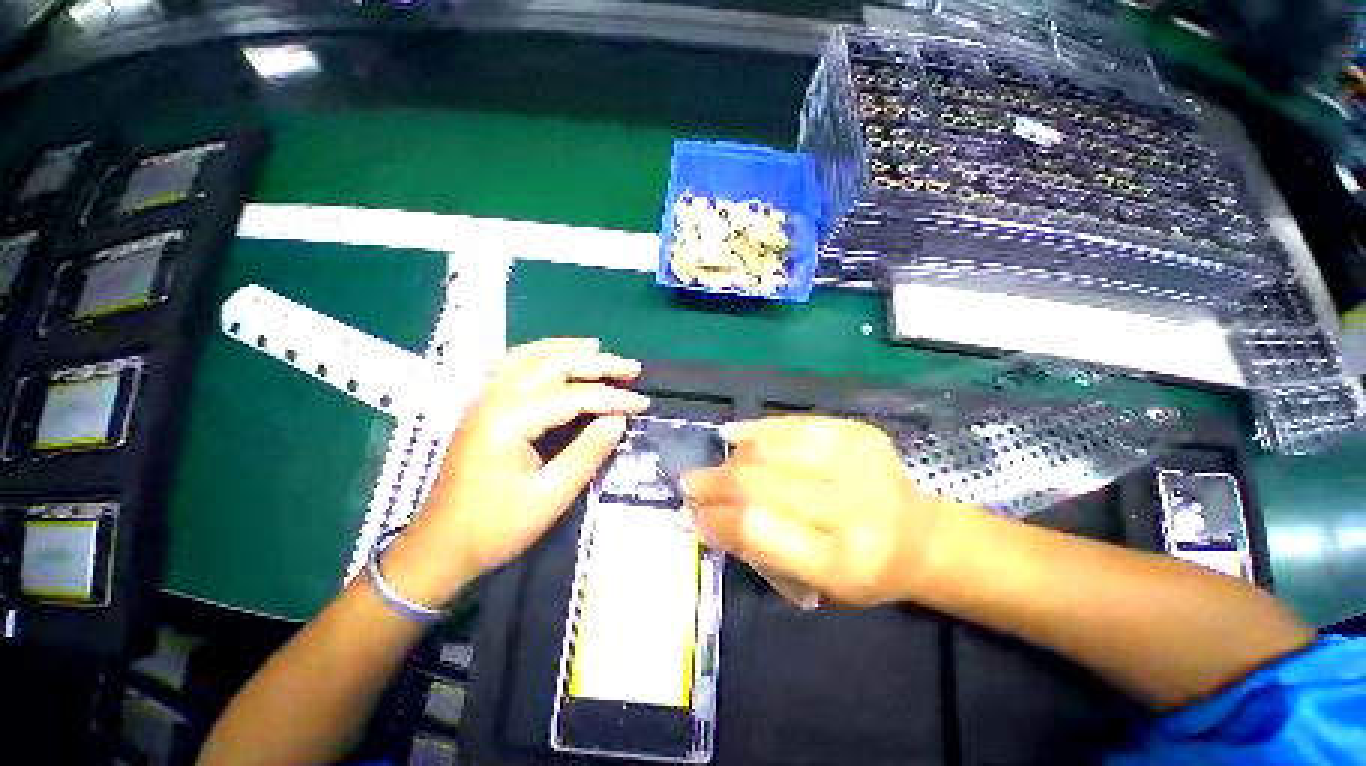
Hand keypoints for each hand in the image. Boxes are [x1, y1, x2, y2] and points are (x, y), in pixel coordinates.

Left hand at [383, 338, 648, 607]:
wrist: (440, 548)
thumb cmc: (496, 527)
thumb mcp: (551, 496)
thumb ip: (588, 452)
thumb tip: (619, 420)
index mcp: (510, 420)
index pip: (574, 396)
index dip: (613, 398)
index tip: (643, 403)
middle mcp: (494, 399)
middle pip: (553, 365)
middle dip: (597, 363)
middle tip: (631, 367)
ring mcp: (484, 399)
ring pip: (529, 357)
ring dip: (567, 349)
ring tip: (597, 347)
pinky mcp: (482, 407)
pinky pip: (513, 366)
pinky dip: (540, 355)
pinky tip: (556, 357)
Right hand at [684, 416, 958, 607]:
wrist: (919, 536)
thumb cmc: (861, 571)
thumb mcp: (812, 582)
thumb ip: (756, 549)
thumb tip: (703, 517)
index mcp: (840, 560)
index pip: (759, 528)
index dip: (716, 519)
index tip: (689, 515)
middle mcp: (851, 507)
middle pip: (763, 483)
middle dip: (716, 483)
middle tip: (690, 484)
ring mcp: (858, 461)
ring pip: (775, 449)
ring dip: (734, 457)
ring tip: (713, 463)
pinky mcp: (857, 433)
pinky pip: (795, 424)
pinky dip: (759, 429)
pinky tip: (734, 434)